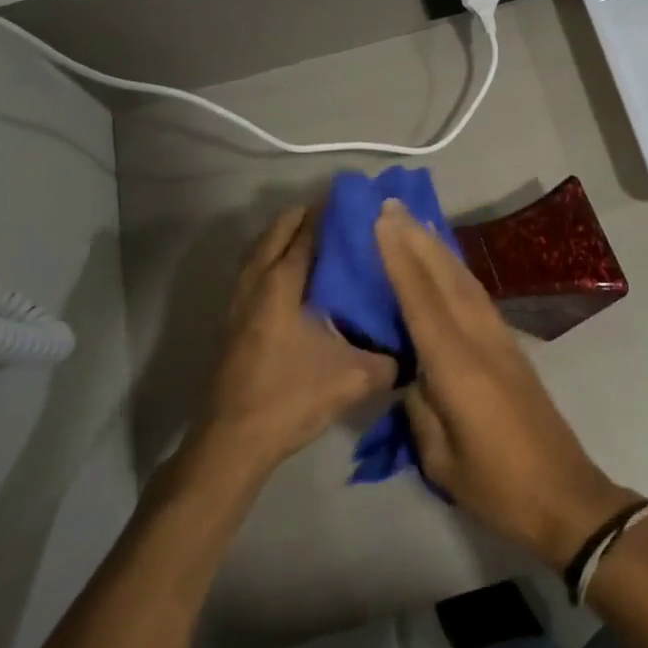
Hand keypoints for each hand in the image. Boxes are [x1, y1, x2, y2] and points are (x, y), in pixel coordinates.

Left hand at [194, 206, 396, 480]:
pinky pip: (254, 272)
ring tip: (321, 241)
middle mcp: (256, 283)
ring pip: (260, 250)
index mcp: (282, 285)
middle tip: (342, 220)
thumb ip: (390, 360)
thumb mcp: (353, 379)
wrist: (233, 442)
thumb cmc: (290, 398)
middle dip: (307, 217)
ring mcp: (238, 301)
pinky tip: (298, 281)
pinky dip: (273, 260)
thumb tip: (415, 350)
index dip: (330, 213)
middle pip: (277, 231)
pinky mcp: (232, 321)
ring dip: (286, 237)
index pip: (307, 232)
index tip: (357, 205)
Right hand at [375, 199, 641, 570]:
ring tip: (417, 222)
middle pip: (446, 279)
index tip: (382, 221)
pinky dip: (458, 274)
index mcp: (458, 368)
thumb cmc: (498, 487)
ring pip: (467, 283)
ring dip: (440, 250)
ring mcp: (502, 342)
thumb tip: (411, 374)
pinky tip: (448, 267)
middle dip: (419, 240)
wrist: (566, 497)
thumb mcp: (441, 459)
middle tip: (393, 205)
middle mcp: (481, 342)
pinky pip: (479, 299)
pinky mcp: (514, 350)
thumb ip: (421, 408)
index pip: (422, 301)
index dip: (400, 259)